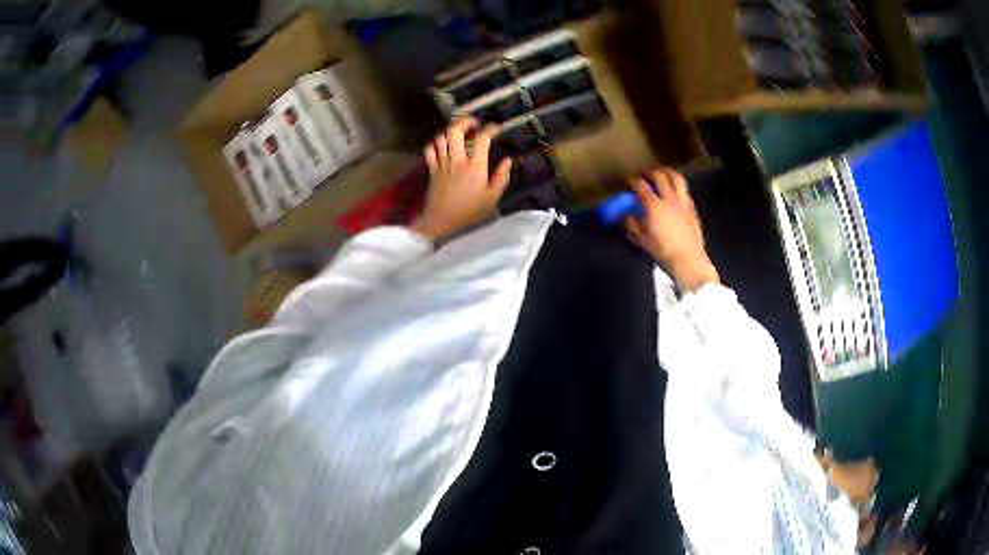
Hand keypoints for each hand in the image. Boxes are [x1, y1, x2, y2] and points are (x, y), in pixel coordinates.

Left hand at [412, 117, 512, 240]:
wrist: (441, 222)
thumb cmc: (469, 212)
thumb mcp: (492, 198)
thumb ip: (501, 177)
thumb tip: (507, 161)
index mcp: (475, 167)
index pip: (482, 139)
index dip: (490, 129)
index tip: (496, 128)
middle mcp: (457, 160)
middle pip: (456, 131)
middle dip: (465, 122)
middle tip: (473, 122)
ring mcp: (442, 163)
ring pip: (442, 137)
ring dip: (450, 131)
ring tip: (459, 132)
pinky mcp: (432, 169)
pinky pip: (430, 149)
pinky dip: (435, 144)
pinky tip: (442, 146)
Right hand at [623, 166, 718, 291]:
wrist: (688, 260)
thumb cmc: (663, 251)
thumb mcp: (642, 240)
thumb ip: (631, 224)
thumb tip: (624, 215)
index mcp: (654, 205)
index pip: (641, 185)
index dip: (633, 180)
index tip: (628, 179)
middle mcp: (669, 198)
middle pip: (660, 176)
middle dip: (650, 171)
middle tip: (644, 173)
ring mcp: (683, 202)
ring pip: (677, 178)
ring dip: (668, 172)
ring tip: (662, 172)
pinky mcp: (692, 208)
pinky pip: (685, 190)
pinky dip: (678, 185)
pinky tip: (676, 190)